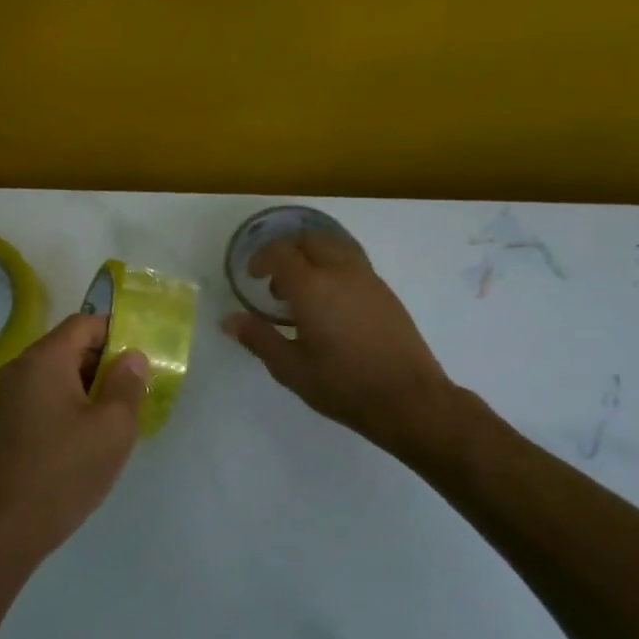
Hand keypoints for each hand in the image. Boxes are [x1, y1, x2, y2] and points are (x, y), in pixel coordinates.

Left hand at [0, 314, 148, 571]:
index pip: (84, 323)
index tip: (143, 360)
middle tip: (137, 391)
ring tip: (119, 416)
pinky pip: (47, 396)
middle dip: (106, 362)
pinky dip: (72, 403)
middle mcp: (22, 368)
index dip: (117, 334)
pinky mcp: (11, 421)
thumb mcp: (113, 426)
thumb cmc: (66, 470)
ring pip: (60, 373)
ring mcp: (12, 395)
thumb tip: (131, 357)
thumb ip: (127, 384)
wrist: (10, 525)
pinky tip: (92, 434)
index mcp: (44, 359)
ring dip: (91, 386)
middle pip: (70, 346)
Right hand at [222, 231, 466, 463]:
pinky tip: (330, 304)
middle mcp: (341, 272)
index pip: (281, 252)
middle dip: (287, 251)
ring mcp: (368, 279)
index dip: (261, 258)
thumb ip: (258, 338)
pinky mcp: (385, 292)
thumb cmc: (343, 385)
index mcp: (312, 287)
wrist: (409, 399)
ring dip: (312, 257)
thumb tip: (229, 320)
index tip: (252, 277)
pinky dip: (333, 268)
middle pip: (310, 240)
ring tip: (303, 292)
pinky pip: (353, 262)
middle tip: (275, 282)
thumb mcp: (290, 368)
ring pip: (335, 246)